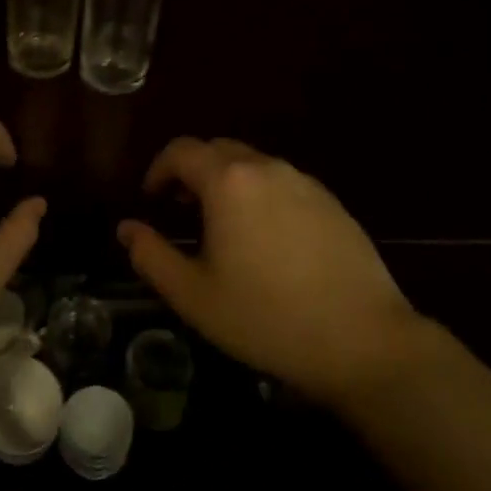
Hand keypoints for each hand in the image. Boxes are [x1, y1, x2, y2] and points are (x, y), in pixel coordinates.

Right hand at [118, 137, 423, 409]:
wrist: (364, 340)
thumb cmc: (267, 318)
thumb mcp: (194, 296)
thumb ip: (151, 256)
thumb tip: (126, 228)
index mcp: (228, 181)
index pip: (181, 151)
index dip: (158, 169)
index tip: (151, 199)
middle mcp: (266, 168)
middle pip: (217, 150)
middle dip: (191, 171)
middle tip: (181, 209)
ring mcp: (304, 182)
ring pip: (252, 164)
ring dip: (227, 182)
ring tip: (222, 226)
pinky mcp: (331, 202)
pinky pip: (282, 183)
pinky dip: (260, 194)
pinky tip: (266, 239)